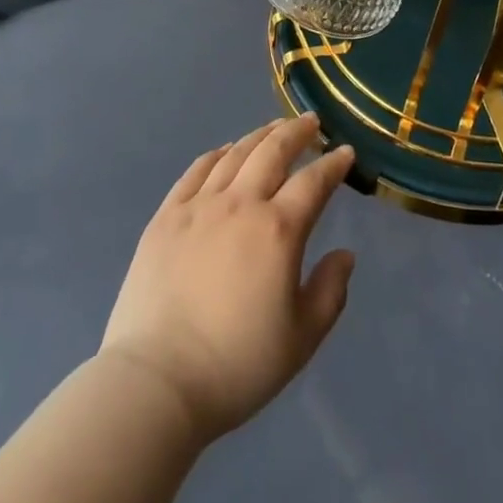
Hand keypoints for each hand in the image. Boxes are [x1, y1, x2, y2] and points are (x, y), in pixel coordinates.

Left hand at [99, 115, 356, 443]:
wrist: (157, 380)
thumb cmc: (237, 366)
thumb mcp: (301, 339)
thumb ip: (329, 291)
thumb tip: (345, 254)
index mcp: (278, 230)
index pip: (313, 183)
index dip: (333, 164)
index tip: (345, 152)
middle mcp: (240, 203)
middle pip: (272, 151)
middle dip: (296, 132)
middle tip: (310, 122)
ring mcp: (199, 205)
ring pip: (235, 153)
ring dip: (259, 136)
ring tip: (273, 128)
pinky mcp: (167, 215)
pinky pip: (197, 170)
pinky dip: (217, 154)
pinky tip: (225, 151)